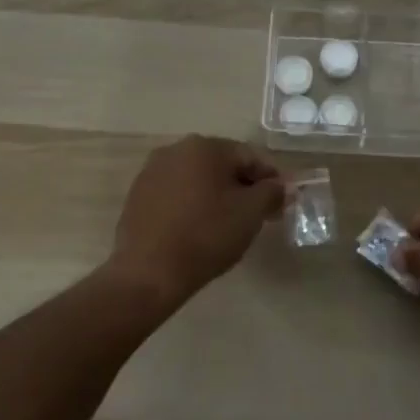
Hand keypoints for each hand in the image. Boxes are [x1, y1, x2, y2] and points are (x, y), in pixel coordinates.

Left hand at [107, 135, 284, 313]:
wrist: (150, 272)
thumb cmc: (207, 235)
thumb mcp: (251, 213)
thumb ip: (272, 192)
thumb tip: (281, 185)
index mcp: (205, 147)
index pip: (250, 156)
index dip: (270, 179)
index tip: (280, 203)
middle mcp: (175, 149)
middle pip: (222, 164)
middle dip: (243, 186)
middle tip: (257, 215)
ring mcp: (152, 171)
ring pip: (197, 178)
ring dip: (216, 194)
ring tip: (227, 224)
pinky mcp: (137, 195)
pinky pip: (175, 193)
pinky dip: (192, 204)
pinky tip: (197, 228)